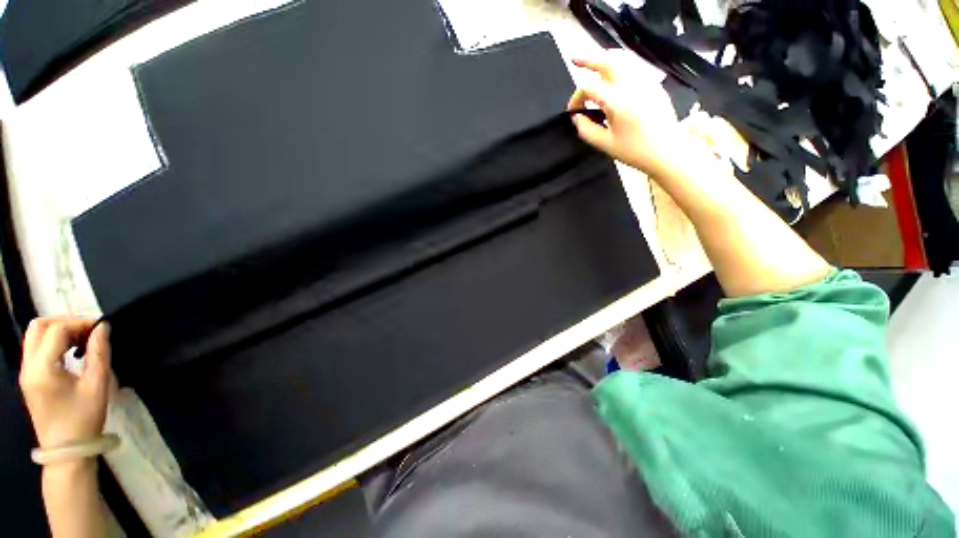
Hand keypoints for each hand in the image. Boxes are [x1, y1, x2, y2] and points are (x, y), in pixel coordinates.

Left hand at [19, 318, 111, 449]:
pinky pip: (36, 348)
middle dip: (64, 322)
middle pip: (39, 327)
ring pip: (35, 336)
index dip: (80, 323)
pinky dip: (53, 342)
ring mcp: (25, 372)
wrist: (67, 450)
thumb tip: (102, 327)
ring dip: (58, 331)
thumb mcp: (97, 384)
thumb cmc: (84, 418)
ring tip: (81, 341)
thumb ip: (99, 352)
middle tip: (88, 331)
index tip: (101, 328)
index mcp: (43, 368)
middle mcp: (28, 366)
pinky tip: (70, 353)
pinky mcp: (29, 378)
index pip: (57, 330)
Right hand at [567, 50, 681, 176]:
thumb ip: (586, 130)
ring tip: (593, 63)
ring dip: (604, 59)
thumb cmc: (635, 151)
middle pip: (607, 62)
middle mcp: (632, 86)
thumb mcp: (605, 144)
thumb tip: (577, 118)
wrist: (666, 151)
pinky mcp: (653, 85)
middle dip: (588, 60)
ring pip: (622, 60)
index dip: (576, 97)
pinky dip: (619, 65)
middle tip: (574, 60)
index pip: (590, 89)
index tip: (573, 110)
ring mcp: (645, 82)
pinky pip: (633, 67)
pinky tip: (612, 73)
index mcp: (618, 103)